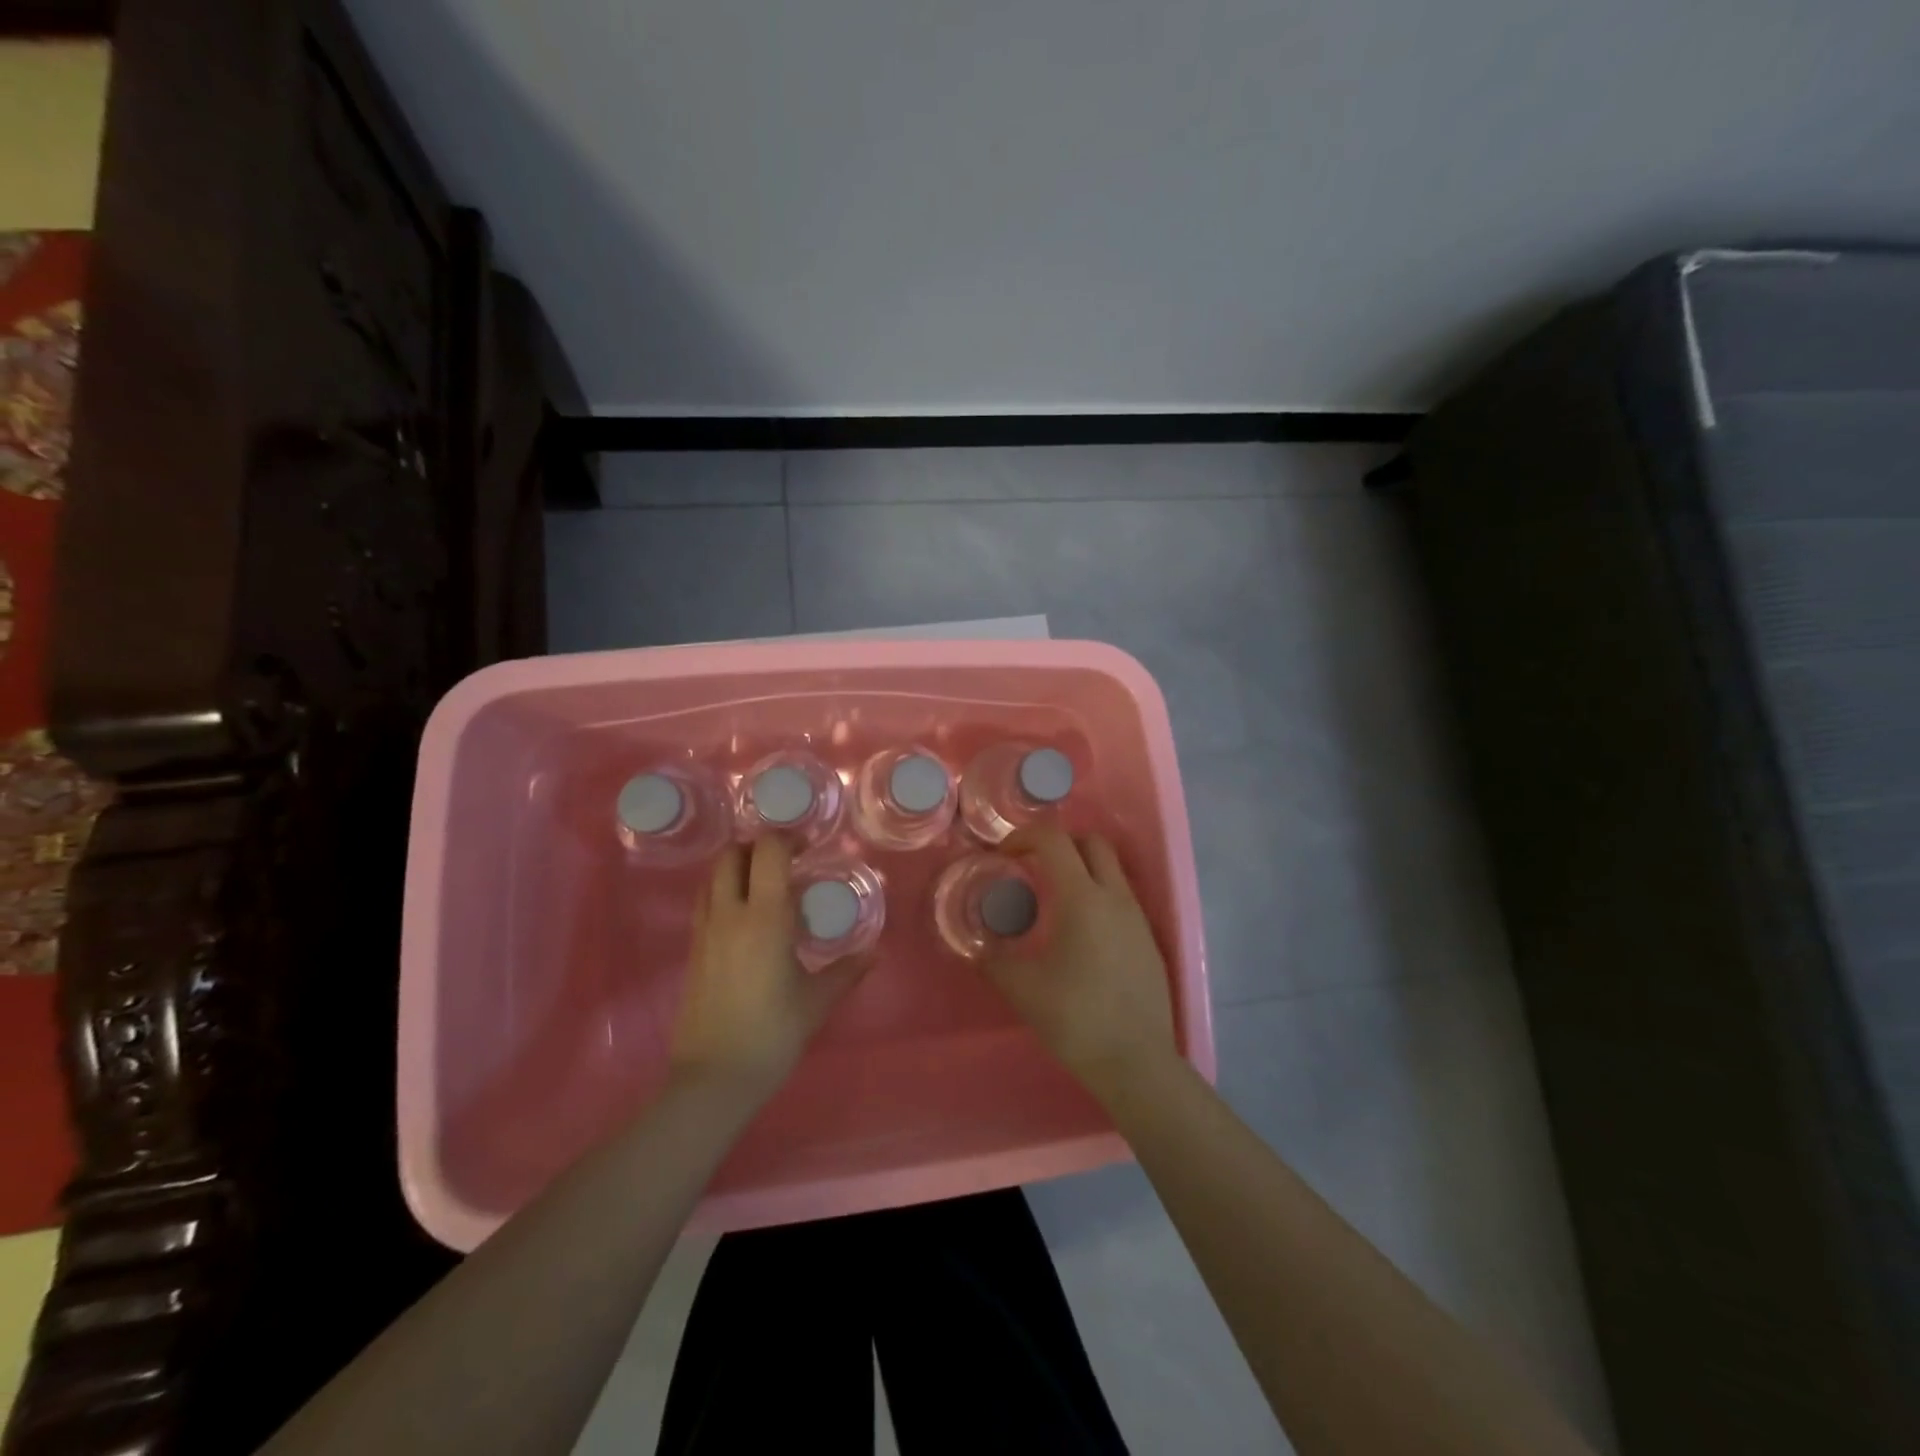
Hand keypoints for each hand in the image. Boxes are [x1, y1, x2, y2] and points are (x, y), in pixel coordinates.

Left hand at [669, 837, 868, 1097]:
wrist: (714, 1076)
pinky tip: (747, 917)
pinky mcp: (693, 950)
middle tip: (786, 861)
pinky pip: (705, 902)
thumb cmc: (772, 1033)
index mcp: (765, 917)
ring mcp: (705, 931)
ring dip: (737, 867)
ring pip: (713, 876)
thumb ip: (847, 971)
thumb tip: (875, 953)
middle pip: (732, 854)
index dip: (788, 838)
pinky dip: (724, 892)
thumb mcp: (817, 1001)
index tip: (809, 845)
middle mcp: (730, 914)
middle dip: (757, 847)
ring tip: (766, 884)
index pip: (768, 852)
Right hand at [981, 825, 1175, 1097]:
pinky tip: (1080, 935)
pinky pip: (1121, 899)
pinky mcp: (1149, 940)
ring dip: (1081, 869)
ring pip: (1111, 870)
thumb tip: (976, 948)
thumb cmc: (1076, 1019)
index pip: (1054, 840)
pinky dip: (1097, 897)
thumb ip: (993, 961)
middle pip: (1092, 842)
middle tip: (1032, 866)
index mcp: (1082, 898)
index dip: (1024, 837)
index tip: (1003, 855)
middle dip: (1059, 843)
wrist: (1137, 1062)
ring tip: (1053, 901)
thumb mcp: (1022, 989)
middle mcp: (1115, 897)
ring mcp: (1138, 918)